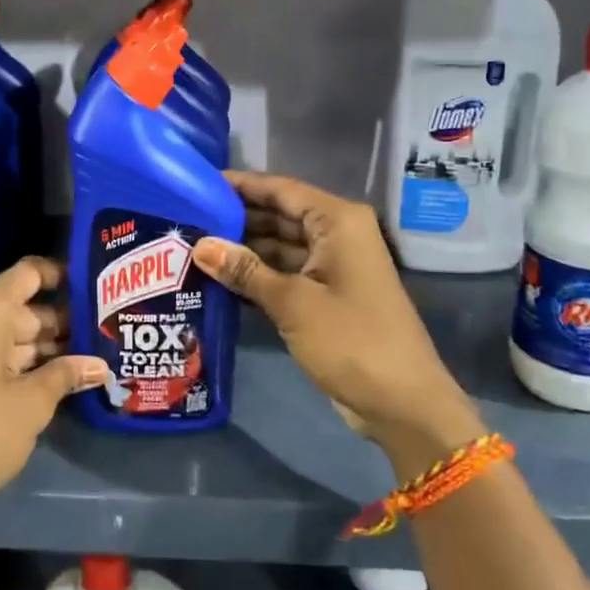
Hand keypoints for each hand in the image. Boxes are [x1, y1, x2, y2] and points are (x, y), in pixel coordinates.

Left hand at [0, 257, 108, 534]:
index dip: (62, 275)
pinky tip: (58, 379)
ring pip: (12, 334)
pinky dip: (24, 363)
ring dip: (47, 347)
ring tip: (91, 357)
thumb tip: (100, 365)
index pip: (31, 272)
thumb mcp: (32, 403)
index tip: (94, 286)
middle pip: (25, 306)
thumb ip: (67, 375)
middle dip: (63, 321)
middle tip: (105, 332)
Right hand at [193, 172, 482, 477]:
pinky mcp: (327, 295)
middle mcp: (336, 235)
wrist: (403, 404)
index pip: (280, 190)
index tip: (198, 184)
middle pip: (279, 215)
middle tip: (186, 218)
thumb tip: (199, 245)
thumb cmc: (352, 340)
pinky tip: (219, 277)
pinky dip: (257, 274)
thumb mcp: (292, 303)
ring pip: (280, 245)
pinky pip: (285, 273)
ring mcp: (333, 266)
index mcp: (337, 222)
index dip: (240, 185)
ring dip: (243, 249)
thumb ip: (244, 270)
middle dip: (236, 218)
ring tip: (193, 245)